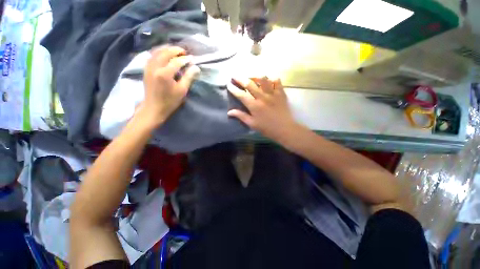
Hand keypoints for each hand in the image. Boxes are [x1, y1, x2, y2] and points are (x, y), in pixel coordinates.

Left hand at [138, 46, 199, 127]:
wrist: (154, 108)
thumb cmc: (170, 101)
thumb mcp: (182, 91)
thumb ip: (189, 77)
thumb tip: (196, 68)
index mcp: (164, 74)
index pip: (176, 61)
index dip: (185, 59)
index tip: (192, 59)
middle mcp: (155, 67)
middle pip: (165, 52)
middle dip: (175, 50)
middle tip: (184, 52)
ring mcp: (148, 67)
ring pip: (156, 51)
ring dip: (166, 49)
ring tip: (175, 51)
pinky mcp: (145, 69)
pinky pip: (151, 55)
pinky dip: (158, 52)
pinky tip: (164, 54)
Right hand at [228, 77, 297, 140]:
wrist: (284, 129)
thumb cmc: (267, 128)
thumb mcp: (252, 124)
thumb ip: (241, 116)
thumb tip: (229, 112)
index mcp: (254, 106)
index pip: (241, 95)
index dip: (233, 89)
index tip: (228, 85)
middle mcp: (262, 97)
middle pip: (249, 84)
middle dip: (240, 79)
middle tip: (235, 75)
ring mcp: (272, 94)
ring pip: (263, 79)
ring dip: (255, 76)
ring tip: (251, 77)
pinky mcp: (281, 93)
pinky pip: (276, 81)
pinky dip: (271, 79)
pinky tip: (268, 80)